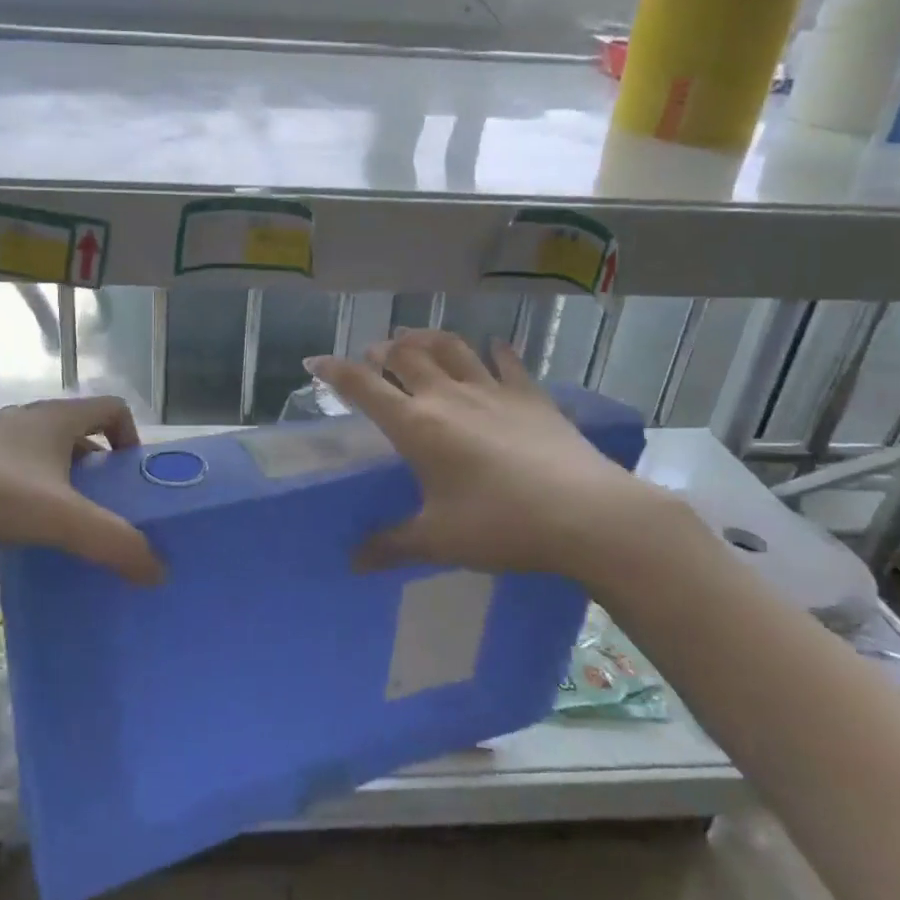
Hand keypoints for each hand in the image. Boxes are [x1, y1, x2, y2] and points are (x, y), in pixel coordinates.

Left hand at [0, 397, 164, 583]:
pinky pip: (12, 472)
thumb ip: (112, 543)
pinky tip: (17, 532)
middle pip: (80, 436)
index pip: (113, 409)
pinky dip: (26, 495)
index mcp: (57, 418)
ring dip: (61, 486)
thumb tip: (158, 571)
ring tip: (63, 530)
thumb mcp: (58, 518)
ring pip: (44, 457)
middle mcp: (28, 419)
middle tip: (104, 515)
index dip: (131, 439)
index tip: (131, 482)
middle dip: (98, 473)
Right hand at [306, 331, 680, 585]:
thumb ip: (392, 545)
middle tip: (372, 353)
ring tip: (415, 337)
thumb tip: (353, 562)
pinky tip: (494, 347)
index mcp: (417, 426)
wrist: (585, 515)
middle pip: (406, 356)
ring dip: (427, 338)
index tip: (314, 360)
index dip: (335, 371)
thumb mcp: (438, 541)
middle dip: (382, 350)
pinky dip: (496, 351)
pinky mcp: (531, 396)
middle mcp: (448, 397)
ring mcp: (493, 391)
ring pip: (451, 348)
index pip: (364, 387)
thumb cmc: (500, 525)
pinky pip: (508, 363)